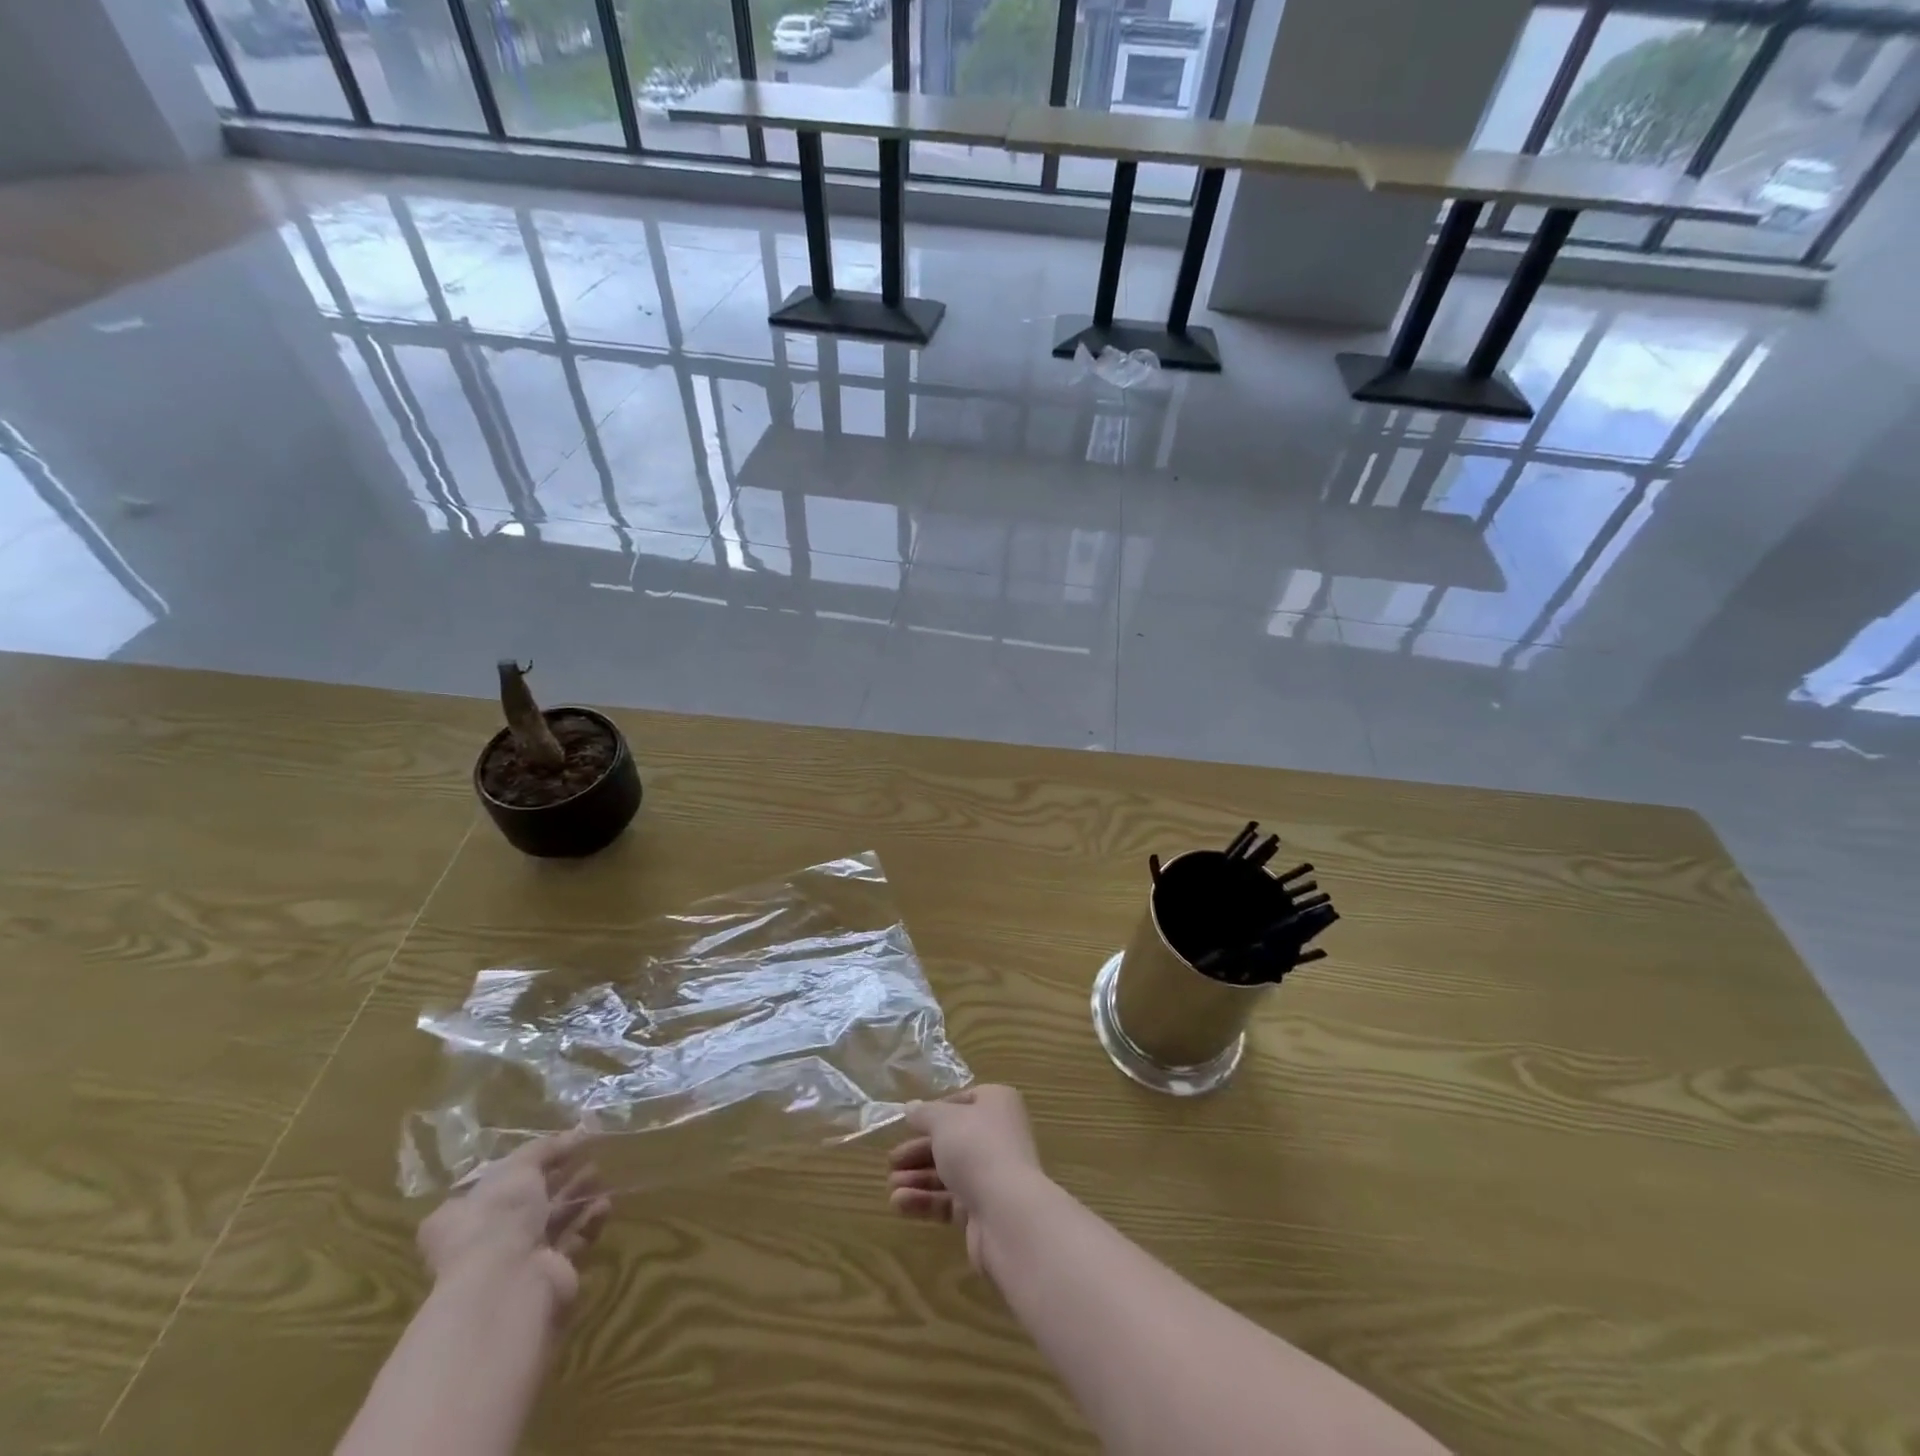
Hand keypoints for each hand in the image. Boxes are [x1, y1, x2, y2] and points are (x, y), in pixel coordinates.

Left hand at [417, 1131, 611, 1309]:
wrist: (506, 1282)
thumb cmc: (498, 1216)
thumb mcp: (519, 1166)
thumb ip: (545, 1148)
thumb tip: (574, 1135)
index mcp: (462, 1216)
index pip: (490, 1187)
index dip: (522, 1168)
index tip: (554, 1152)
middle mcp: (484, 1240)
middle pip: (527, 1203)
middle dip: (559, 1179)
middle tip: (586, 1158)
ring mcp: (515, 1260)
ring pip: (552, 1221)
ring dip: (577, 1197)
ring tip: (600, 1176)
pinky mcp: (545, 1274)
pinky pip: (572, 1241)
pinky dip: (588, 1222)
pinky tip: (603, 1205)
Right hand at [886, 1086, 1044, 1269]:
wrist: (1007, 1212)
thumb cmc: (976, 1148)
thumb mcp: (943, 1121)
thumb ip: (924, 1114)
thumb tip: (911, 1107)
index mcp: (997, 1105)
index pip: (963, 1102)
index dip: (936, 1111)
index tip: (911, 1123)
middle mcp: (998, 1136)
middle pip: (953, 1140)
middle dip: (919, 1150)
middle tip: (892, 1161)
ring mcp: (992, 1175)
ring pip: (949, 1172)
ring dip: (918, 1178)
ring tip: (890, 1185)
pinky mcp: (984, 1209)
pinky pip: (950, 1200)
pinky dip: (925, 1200)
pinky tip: (899, 1203)